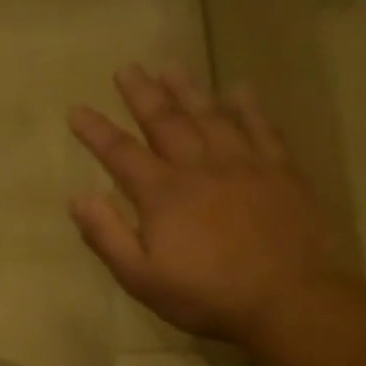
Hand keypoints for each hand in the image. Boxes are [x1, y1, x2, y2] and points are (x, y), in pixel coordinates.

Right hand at [68, 65, 353, 346]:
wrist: (288, 299)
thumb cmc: (204, 294)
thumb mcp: (139, 277)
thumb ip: (107, 236)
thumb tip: (78, 198)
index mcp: (162, 194)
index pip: (120, 153)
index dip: (96, 130)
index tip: (76, 109)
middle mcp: (200, 168)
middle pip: (166, 121)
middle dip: (143, 94)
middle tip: (127, 68)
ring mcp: (245, 165)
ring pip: (211, 115)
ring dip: (188, 89)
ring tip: (171, 66)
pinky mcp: (281, 171)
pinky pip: (262, 128)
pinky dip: (248, 106)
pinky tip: (238, 88)